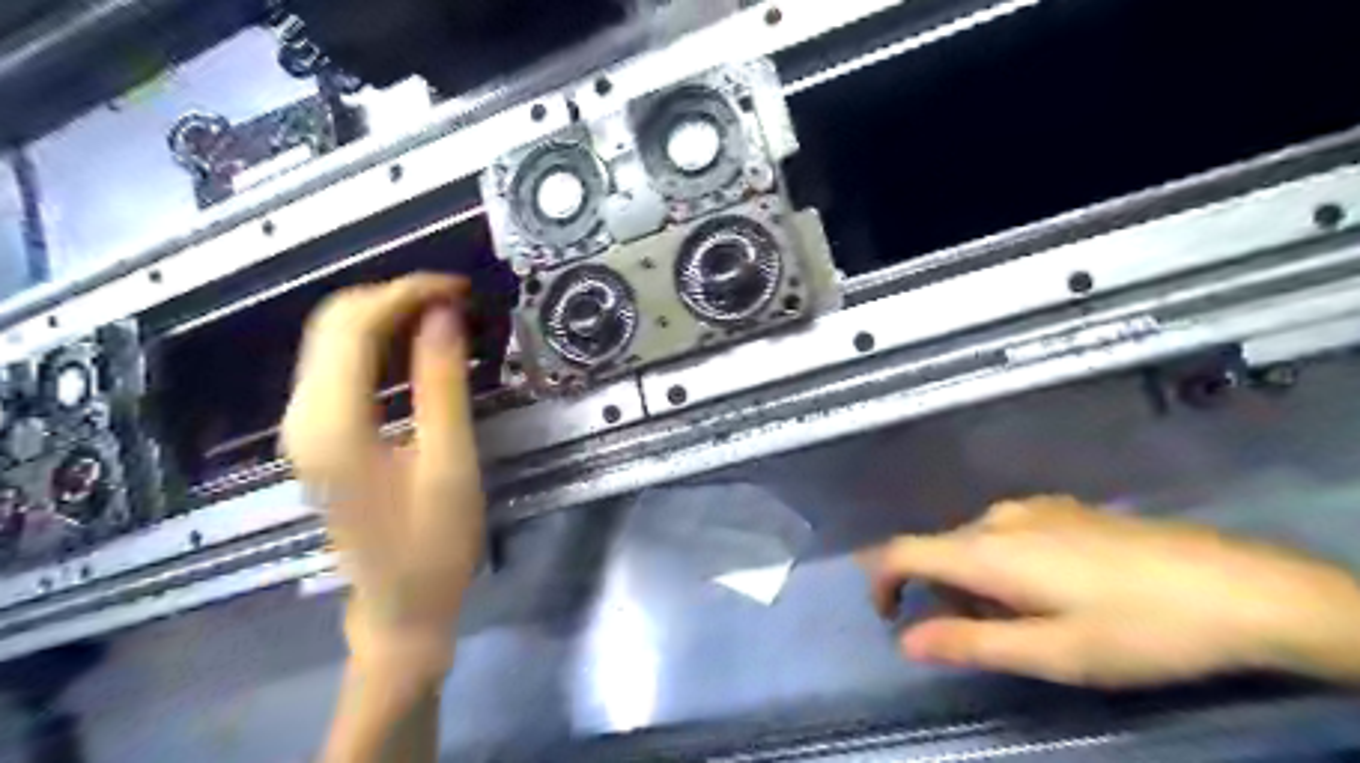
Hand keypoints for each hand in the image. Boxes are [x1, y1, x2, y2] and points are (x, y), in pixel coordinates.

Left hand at [279, 276, 483, 685]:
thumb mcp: (450, 461)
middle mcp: (302, 417)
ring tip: (443, 313)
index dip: (406, 293)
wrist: (400, 605)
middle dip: (393, 296)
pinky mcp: (317, 434)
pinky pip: (338, 365)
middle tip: (455, 298)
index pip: (354, 326)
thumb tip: (445, 315)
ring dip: (384, 315)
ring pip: (330, 340)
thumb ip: (442, 384)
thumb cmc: (434, 543)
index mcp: (334, 424)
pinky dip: (376, 341)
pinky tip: (414, 344)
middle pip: (332, 323)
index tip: (459, 287)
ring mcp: (303, 425)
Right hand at [858, 497, 1358, 686]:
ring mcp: (1033, 507)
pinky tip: (1059, 589)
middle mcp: (998, 519)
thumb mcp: (1052, 653)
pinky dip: (1005, 563)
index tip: (890, 618)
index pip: (903, 551)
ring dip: (978, 582)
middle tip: (992, 638)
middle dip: (944, 594)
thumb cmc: (1138, 628)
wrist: (1237, 586)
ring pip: (975, 542)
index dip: (881, 581)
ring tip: (1033, 620)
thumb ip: (971, 643)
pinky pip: (1007, 532)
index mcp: (986, 552)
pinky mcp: (1063, 508)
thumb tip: (906, 640)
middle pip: (940, 550)